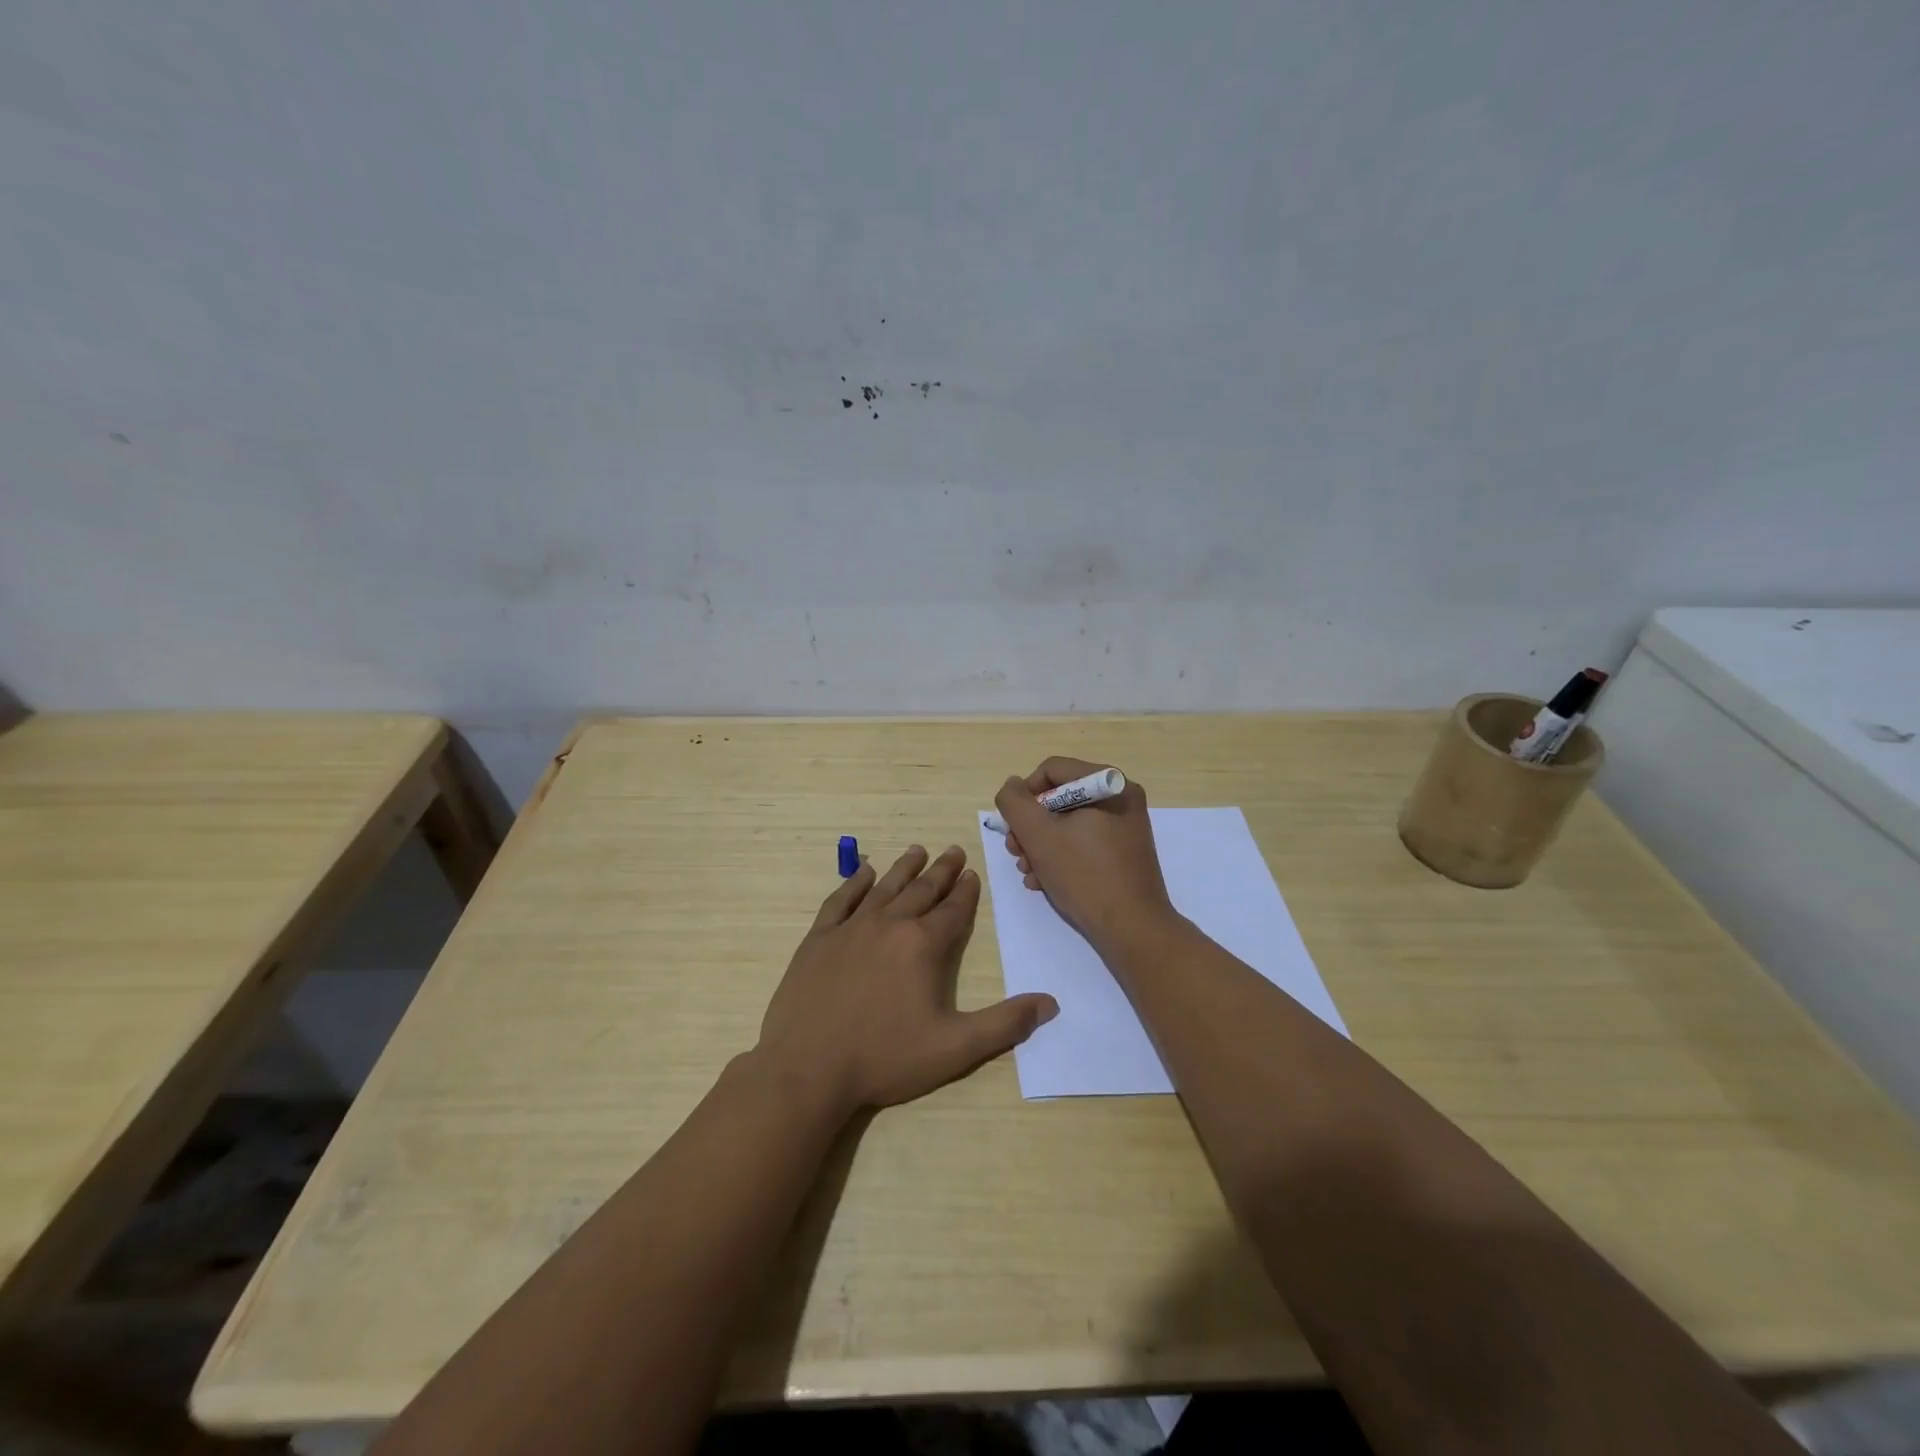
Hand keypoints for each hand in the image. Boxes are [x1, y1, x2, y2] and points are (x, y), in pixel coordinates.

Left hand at [754, 844, 1058, 1120]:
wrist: (807, 1069)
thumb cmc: (884, 1058)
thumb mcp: (954, 1048)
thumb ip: (1004, 1024)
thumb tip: (1049, 1003)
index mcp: (922, 945)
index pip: (952, 910)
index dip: (966, 892)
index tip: (972, 874)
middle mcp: (889, 925)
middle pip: (922, 890)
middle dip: (941, 871)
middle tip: (953, 850)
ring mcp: (850, 928)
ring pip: (884, 887)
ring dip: (904, 868)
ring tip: (917, 850)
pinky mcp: (819, 939)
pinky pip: (840, 900)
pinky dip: (855, 883)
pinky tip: (864, 872)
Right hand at [994, 758, 1176, 952]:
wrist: (1132, 929)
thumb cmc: (1085, 875)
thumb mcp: (1039, 835)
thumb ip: (1015, 803)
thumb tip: (1012, 786)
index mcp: (1109, 784)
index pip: (1051, 770)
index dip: (1024, 795)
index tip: (1013, 827)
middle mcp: (1120, 799)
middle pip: (1058, 798)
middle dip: (1030, 827)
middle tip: (1016, 853)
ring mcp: (1123, 827)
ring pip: (1066, 823)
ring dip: (1039, 846)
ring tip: (1028, 873)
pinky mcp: (1122, 853)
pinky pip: (1082, 842)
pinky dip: (1059, 857)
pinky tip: (1043, 882)